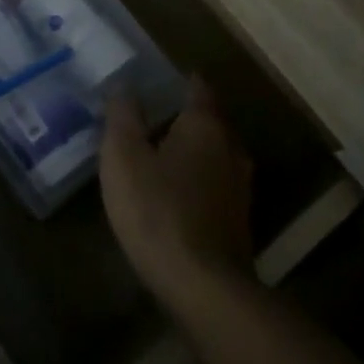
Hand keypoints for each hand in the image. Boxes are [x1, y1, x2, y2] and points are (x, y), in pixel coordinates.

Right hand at [101, 78, 256, 314]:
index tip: (160, 79)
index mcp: (205, 126)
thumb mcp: (124, 157)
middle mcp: (230, 148)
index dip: (180, 80)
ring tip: (160, 153)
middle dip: (184, 116)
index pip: (198, 89)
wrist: (202, 284)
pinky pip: (215, 184)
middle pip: (209, 121)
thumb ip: (123, 117)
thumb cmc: (157, 209)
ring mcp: (239, 186)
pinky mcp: (238, 219)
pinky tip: (174, 192)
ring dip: (191, 150)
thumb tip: (124, 86)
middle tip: (152, 116)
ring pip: (214, 154)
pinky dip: (196, 179)